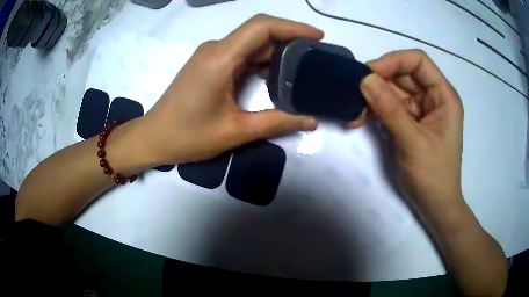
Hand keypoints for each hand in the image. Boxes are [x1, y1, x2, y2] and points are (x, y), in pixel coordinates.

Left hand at [137, 14, 322, 164]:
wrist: (153, 138)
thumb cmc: (187, 136)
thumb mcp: (236, 131)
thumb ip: (276, 123)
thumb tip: (311, 120)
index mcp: (220, 59)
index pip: (261, 27)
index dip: (293, 27)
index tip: (317, 37)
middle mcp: (215, 49)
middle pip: (258, 31)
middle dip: (290, 38)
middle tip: (316, 54)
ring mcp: (210, 55)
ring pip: (250, 42)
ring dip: (277, 49)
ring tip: (303, 64)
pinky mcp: (209, 64)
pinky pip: (240, 53)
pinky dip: (262, 59)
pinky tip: (277, 73)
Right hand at [360, 50, 463, 208]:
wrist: (434, 204)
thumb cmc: (433, 175)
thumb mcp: (413, 142)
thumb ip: (390, 110)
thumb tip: (365, 79)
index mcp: (443, 96)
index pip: (418, 62)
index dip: (394, 61)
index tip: (370, 74)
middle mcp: (432, 97)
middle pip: (402, 74)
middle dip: (379, 81)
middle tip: (355, 93)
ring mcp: (419, 109)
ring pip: (392, 90)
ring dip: (372, 98)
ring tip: (355, 113)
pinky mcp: (408, 121)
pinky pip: (389, 107)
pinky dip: (374, 111)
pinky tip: (360, 119)